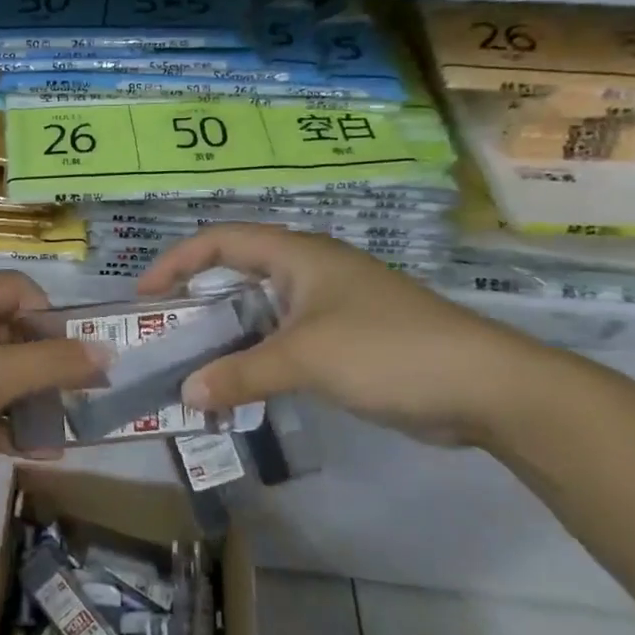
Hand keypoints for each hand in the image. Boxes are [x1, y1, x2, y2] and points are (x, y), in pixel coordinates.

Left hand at [0, 271, 110, 507]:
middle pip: (9, 333)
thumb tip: (108, 350)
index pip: (20, 290)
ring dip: (26, 401)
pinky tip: (29, 454)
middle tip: (75, 402)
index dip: (52, 319)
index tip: (72, 359)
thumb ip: (54, 363)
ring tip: (59, 436)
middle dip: (44, 367)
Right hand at [138, 225, 549, 444]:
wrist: (487, 388)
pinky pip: (286, 340)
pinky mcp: (348, 340)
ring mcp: (332, 306)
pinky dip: (258, 357)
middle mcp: (311, 271)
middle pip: (238, 272)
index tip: (146, 296)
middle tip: (165, 331)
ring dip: (228, 334)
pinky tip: (244, 385)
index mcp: (299, 255)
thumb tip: (186, 394)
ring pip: (262, 310)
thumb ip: (240, 374)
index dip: (177, 261)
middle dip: (197, 298)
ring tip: (195, 364)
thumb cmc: (387, 351)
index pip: (221, 241)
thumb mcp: (304, 358)